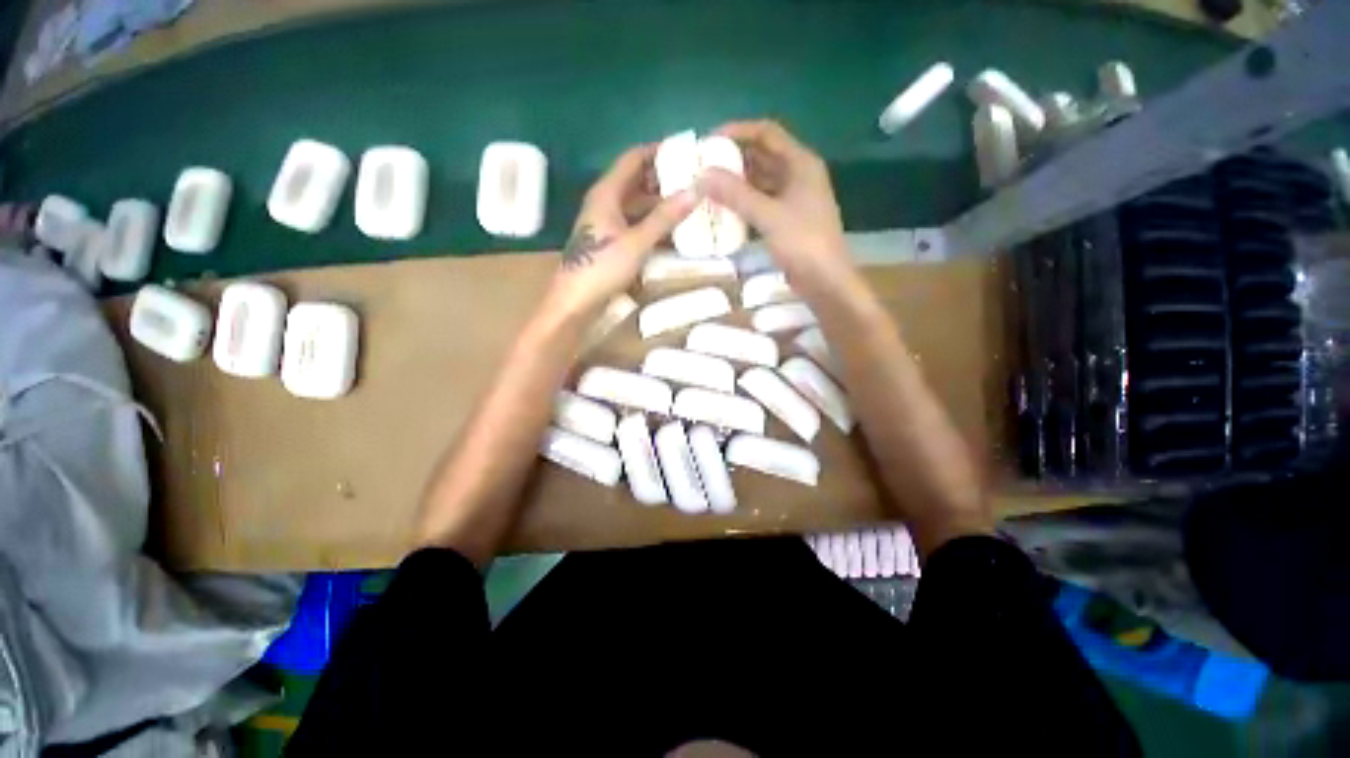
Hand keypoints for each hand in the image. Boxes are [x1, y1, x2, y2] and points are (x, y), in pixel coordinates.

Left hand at [542, 144, 697, 321]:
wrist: (575, 302)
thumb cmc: (602, 267)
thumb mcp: (637, 242)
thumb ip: (665, 218)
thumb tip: (695, 190)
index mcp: (606, 193)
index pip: (633, 158)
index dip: (657, 151)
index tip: (686, 151)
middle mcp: (605, 202)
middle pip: (636, 181)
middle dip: (663, 179)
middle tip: (693, 181)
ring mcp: (607, 223)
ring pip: (636, 204)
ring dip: (659, 203)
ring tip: (688, 205)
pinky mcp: (610, 241)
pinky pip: (635, 223)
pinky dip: (652, 223)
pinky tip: (671, 231)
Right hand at [699, 120, 852, 295]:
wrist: (825, 281)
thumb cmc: (803, 242)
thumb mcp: (768, 215)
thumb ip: (735, 195)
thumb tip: (701, 175)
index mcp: (800, 163)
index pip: (766, 133)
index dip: (738, 131)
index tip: (709, 140)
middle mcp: (798, 175)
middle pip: (762, 156)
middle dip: (733, 158)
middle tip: (703, 165)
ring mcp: (793, 199)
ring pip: (760, 181)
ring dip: (737, 182)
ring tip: (708, 186)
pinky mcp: (786, 220)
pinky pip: (761, 202)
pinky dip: (743, 203)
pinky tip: (724, 209)